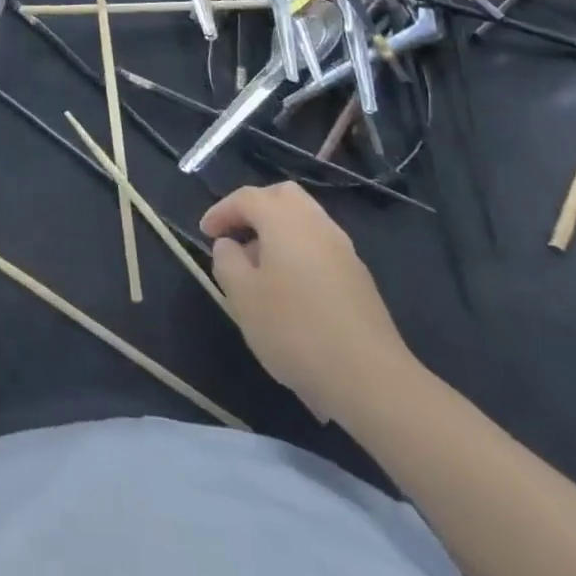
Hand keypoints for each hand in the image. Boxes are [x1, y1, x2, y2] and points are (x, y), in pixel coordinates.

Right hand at [201, 182, 417, 426]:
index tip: (204, 233)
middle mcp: (316, 224)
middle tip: (236, 234)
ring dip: (278, 231)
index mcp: (285, 220)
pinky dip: (299, 251)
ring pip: (305, 220)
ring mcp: (343, 249)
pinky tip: (290, 288)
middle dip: (255, 208)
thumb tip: (229, 244)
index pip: (247, 198)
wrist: (370, 379)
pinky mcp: (359, 277)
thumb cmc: (295, 330)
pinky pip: (320, 246)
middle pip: (282, 196)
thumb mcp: (243, 297)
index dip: (221, 210)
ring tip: (259, 266)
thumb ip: (227, 261)